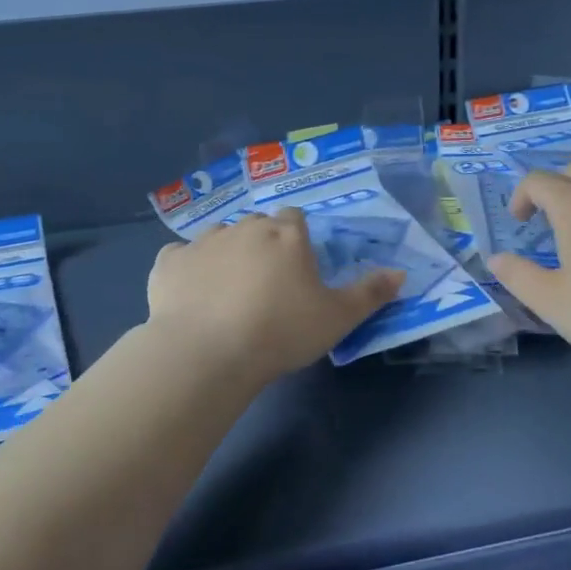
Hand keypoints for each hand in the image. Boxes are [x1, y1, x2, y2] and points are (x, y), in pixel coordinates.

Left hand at [145, 210, 403, 386]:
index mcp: (286, 234)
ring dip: (225, 255)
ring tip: (227, 293)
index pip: (295, 218)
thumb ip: (370, 293)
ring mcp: (203, 241)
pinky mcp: (169, 263)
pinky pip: (179, 258)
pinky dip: (186, 270)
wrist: (209, 351)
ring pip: (219, 238)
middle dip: (262, 245)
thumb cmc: (281, 331)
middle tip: (266, 285)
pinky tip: (190, 294)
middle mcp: (245, 227)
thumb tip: (401, 273)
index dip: (297, 239)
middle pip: (257, 225)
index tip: (298, 268)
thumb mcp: (337, 318)